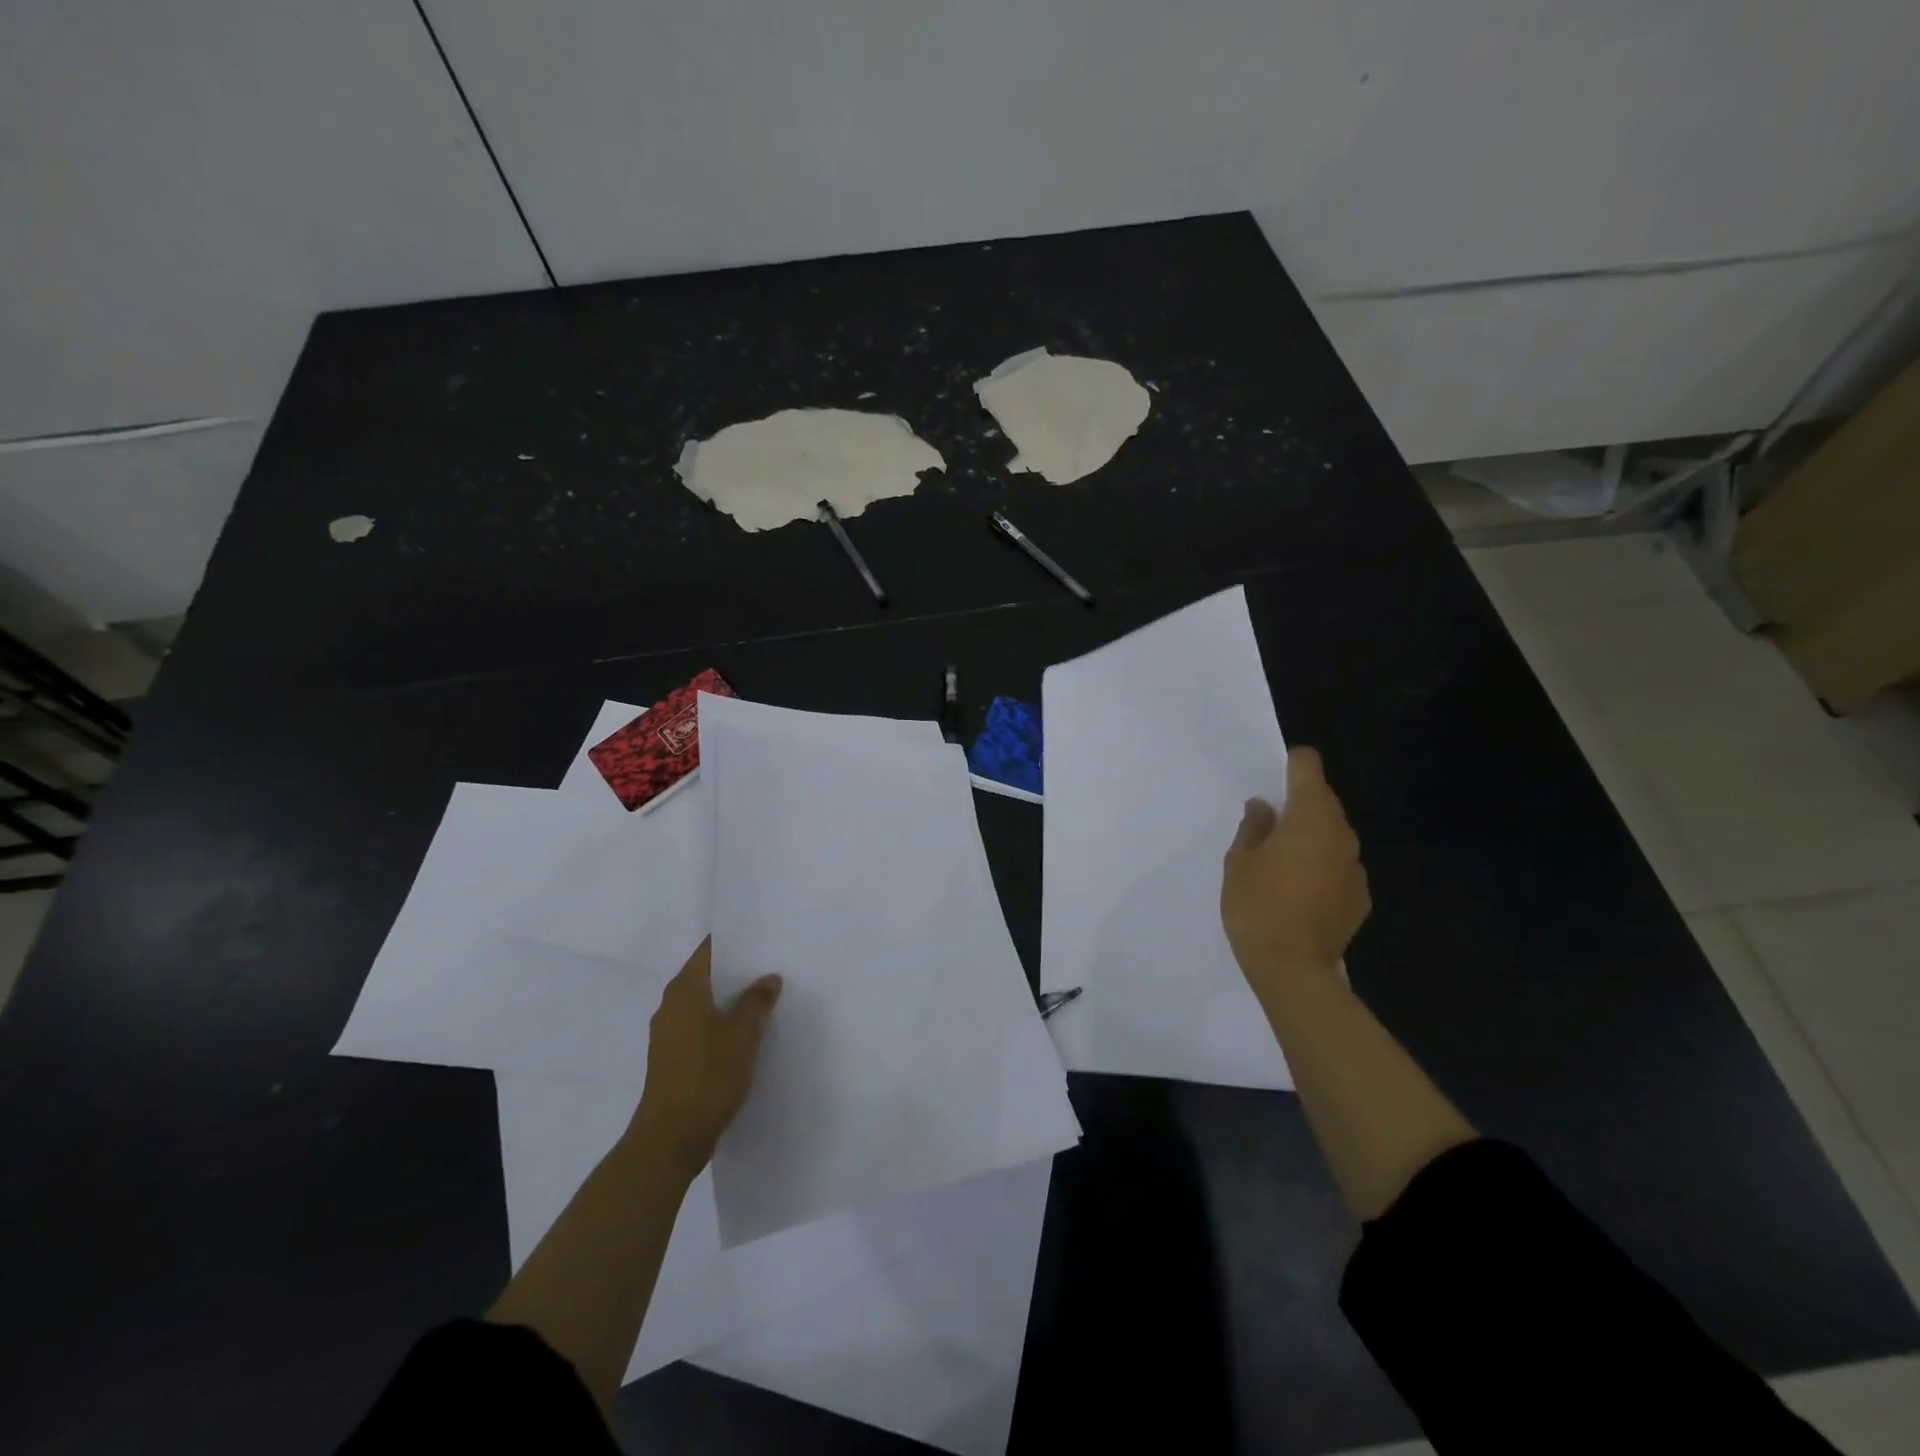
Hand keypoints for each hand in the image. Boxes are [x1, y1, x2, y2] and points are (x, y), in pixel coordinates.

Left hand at [629, 938, 781, 1179]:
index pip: (709, 949)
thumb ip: (757, 1002)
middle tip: (772, 966)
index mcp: (684, 990)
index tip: (762, 938)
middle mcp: (671, 1005)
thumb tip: (768, 977)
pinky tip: (745, 1033)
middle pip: (706, 974)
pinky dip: (720, 1022)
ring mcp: (668, 1032)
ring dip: (730, 999)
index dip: (736, 942)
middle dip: (737, 971)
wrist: (670, 1140)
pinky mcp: (671, 1057)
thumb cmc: (707, 1078)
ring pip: (704, 1002)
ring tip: (765, 997)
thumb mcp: (743, 1036)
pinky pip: (699, 1025)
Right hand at [1221, 748, 1369, 996]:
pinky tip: (1299, 893)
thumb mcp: (1239, 861)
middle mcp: (1341, 834)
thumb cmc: (1257, 906)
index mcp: (1310, 816)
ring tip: (1280, 863)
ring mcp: (1355, 867)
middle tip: (1266, 828)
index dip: (1289, 765)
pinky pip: (1338, 867)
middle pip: (1323, 800)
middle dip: (1298, 805)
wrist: (1293, 970)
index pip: (1308, 765)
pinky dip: (1321, 868)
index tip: (1270, 781)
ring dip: (1310, 838)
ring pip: (1332, 835)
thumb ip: (1253, 827)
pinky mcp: (1360, 897)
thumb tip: (1264, 808)